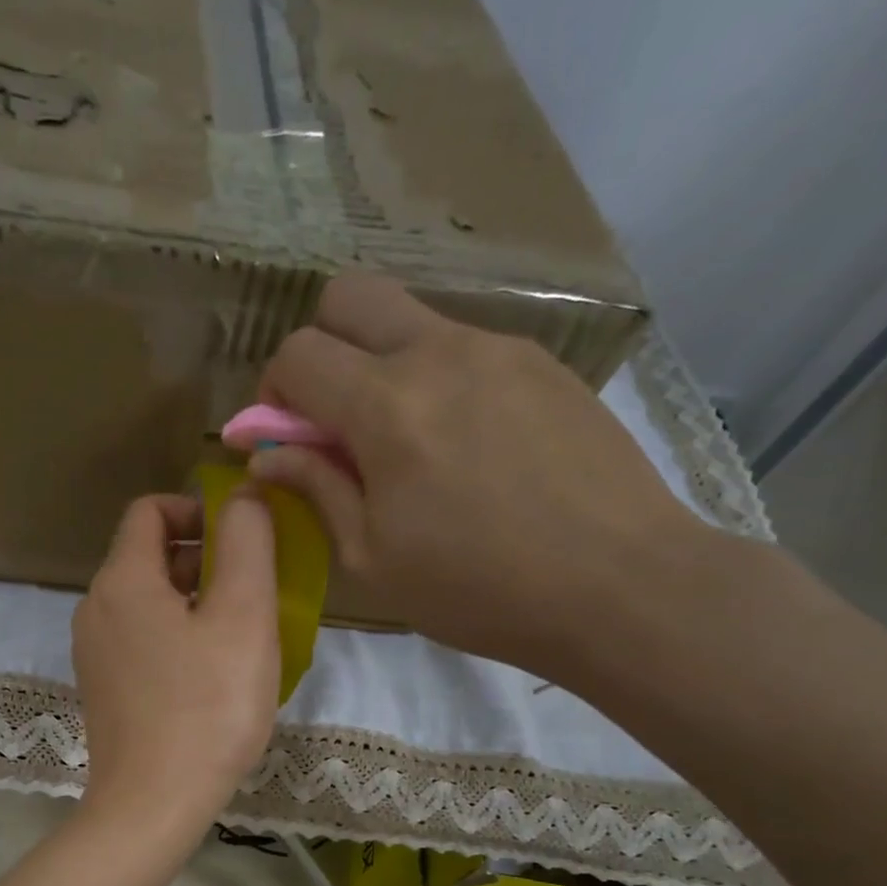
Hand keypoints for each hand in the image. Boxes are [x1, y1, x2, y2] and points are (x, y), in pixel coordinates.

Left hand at [72, 492, 279, 836]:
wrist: (151, 805)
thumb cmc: (207, 708)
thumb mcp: (243, 616)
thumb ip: (247, 544)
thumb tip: (243, 497)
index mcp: (122, 580)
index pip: (150, 510)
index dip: (198, 510)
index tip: (241, 540)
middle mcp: (95, 607)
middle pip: (147, 555)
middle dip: (202, 558)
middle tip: (252, 592)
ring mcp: (92, 651)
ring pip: (146, 600)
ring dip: (193, 600)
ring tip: (238, 634)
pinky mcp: (101, 686)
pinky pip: (139, 638)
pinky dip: (174, 635)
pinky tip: (208, 672)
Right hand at [251, 273, 707, 679]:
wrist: (619, 583)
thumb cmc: (477, 588)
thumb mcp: (372, 557)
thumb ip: (316, 489)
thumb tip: (267, 457)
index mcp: (386, 407)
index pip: (298, 355)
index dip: (272, 395)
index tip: (285, 441)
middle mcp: (438, 354)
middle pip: (349, 296)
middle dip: (320, 347)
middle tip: (332, 417)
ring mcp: (499, 349)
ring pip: (410, 318)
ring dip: (380, 364)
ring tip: (407, 443)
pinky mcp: (543, 363)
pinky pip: (463, 346)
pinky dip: (436, 378)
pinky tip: (464, 445)